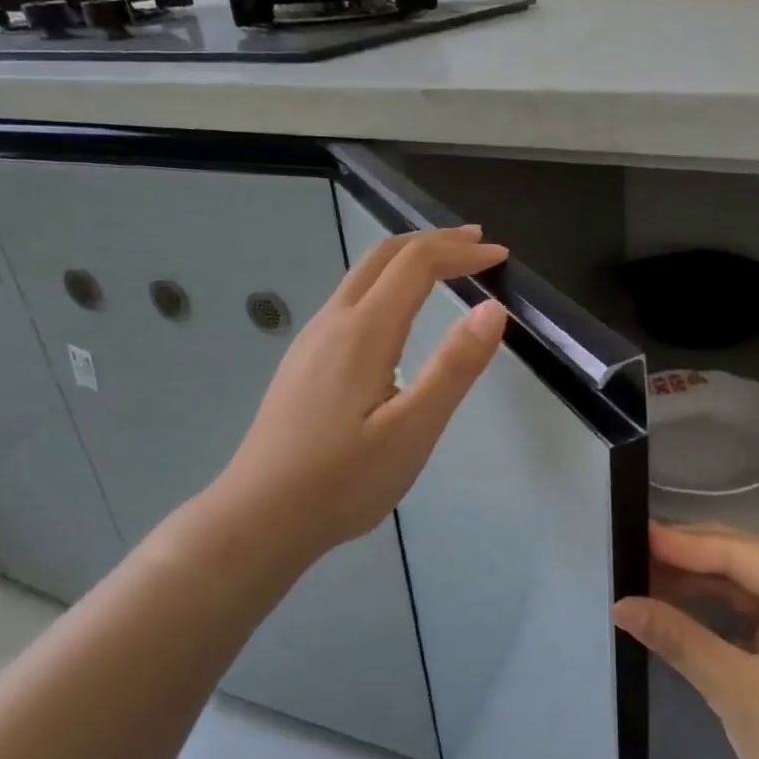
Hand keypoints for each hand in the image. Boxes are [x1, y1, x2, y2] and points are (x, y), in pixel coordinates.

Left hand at [186, 226, 508, 568]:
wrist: (259, 517)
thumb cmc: (343, 480)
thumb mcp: (413, 430)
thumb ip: (454, 367)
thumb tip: (493, 309)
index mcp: (363, 332)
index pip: (416, 264)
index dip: (461, 252)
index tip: (500, 257)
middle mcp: (333, 322)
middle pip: (383, 256)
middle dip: (433, 241)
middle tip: (476, 244)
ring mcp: (311, 341)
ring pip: (362, 277)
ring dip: (408, 262)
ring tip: (445, 269)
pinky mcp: (303, 362)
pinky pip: (349, 301)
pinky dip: (387, 286)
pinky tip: (397, 316)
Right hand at [614, 523, 758, 758]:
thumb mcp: (739, 692)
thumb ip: (680, 639)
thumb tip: (620, 605)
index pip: (741, 553)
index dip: (683, 544)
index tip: (631, 534)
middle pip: (743, 561)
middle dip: (686, 558)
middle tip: (628, 552)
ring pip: (743, 585)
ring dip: (696, 583)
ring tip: (640, 575)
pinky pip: (750, 612)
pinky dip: (713, 611)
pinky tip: (674, 604)